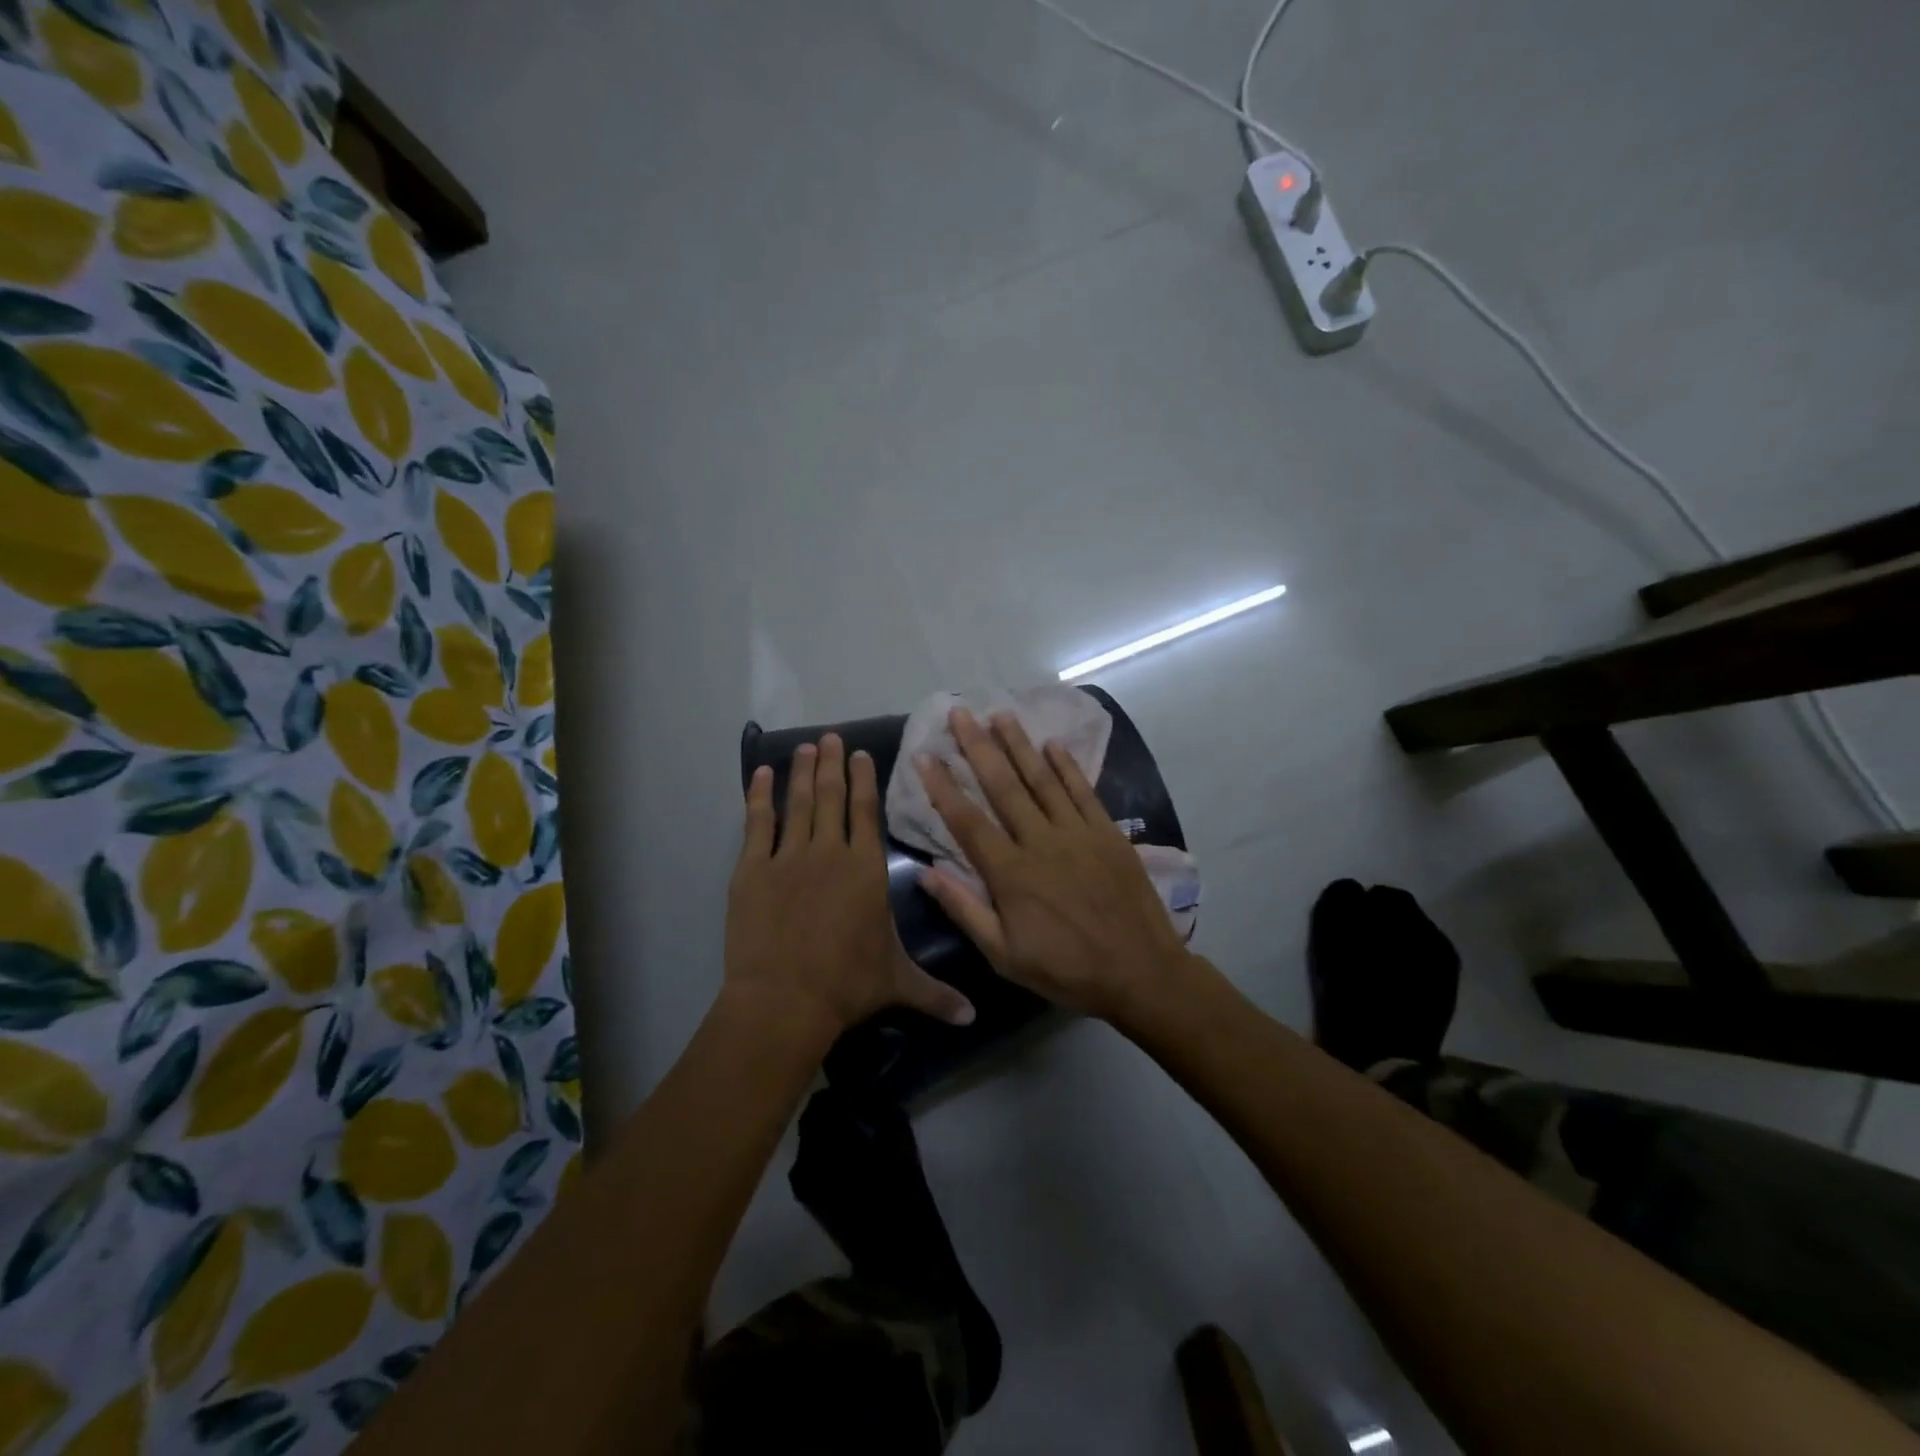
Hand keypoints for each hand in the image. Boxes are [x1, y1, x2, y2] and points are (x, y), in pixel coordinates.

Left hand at [725, 734, 975, 1044]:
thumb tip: (974, 1017)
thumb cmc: (847, 985)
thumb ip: (937, 993)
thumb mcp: (898, 983)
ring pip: (798, 803)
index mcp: (866, 868)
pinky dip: (759, 797)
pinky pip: (757, 824)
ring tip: (805, 747)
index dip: (864, 780)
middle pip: (830, 796)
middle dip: (831, 763)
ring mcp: (789, 857)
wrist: (785, 999)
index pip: (866, 811)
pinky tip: (762, 775)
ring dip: (801, 772)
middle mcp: (830, 851)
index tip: (860, 753)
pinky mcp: (753, 869)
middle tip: (829, 736)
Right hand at [915, 709, 1195, 1024]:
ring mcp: (1078, 833)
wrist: (1140, 973)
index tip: (925, 755)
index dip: (943, 786)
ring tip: (999, 714)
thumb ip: (965, 911)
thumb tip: (926, 873)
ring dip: (1018, 745)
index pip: (967, 820)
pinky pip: (1083, 791)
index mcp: (1011, 873)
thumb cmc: (1066, 969)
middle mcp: (1041, 842)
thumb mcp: (1004, 955)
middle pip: (1003, 786)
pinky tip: (1052, 744)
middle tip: (959, 713)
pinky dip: (1067, 766)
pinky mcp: (1108, 833)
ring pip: (1041, 779)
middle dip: (978, 746)